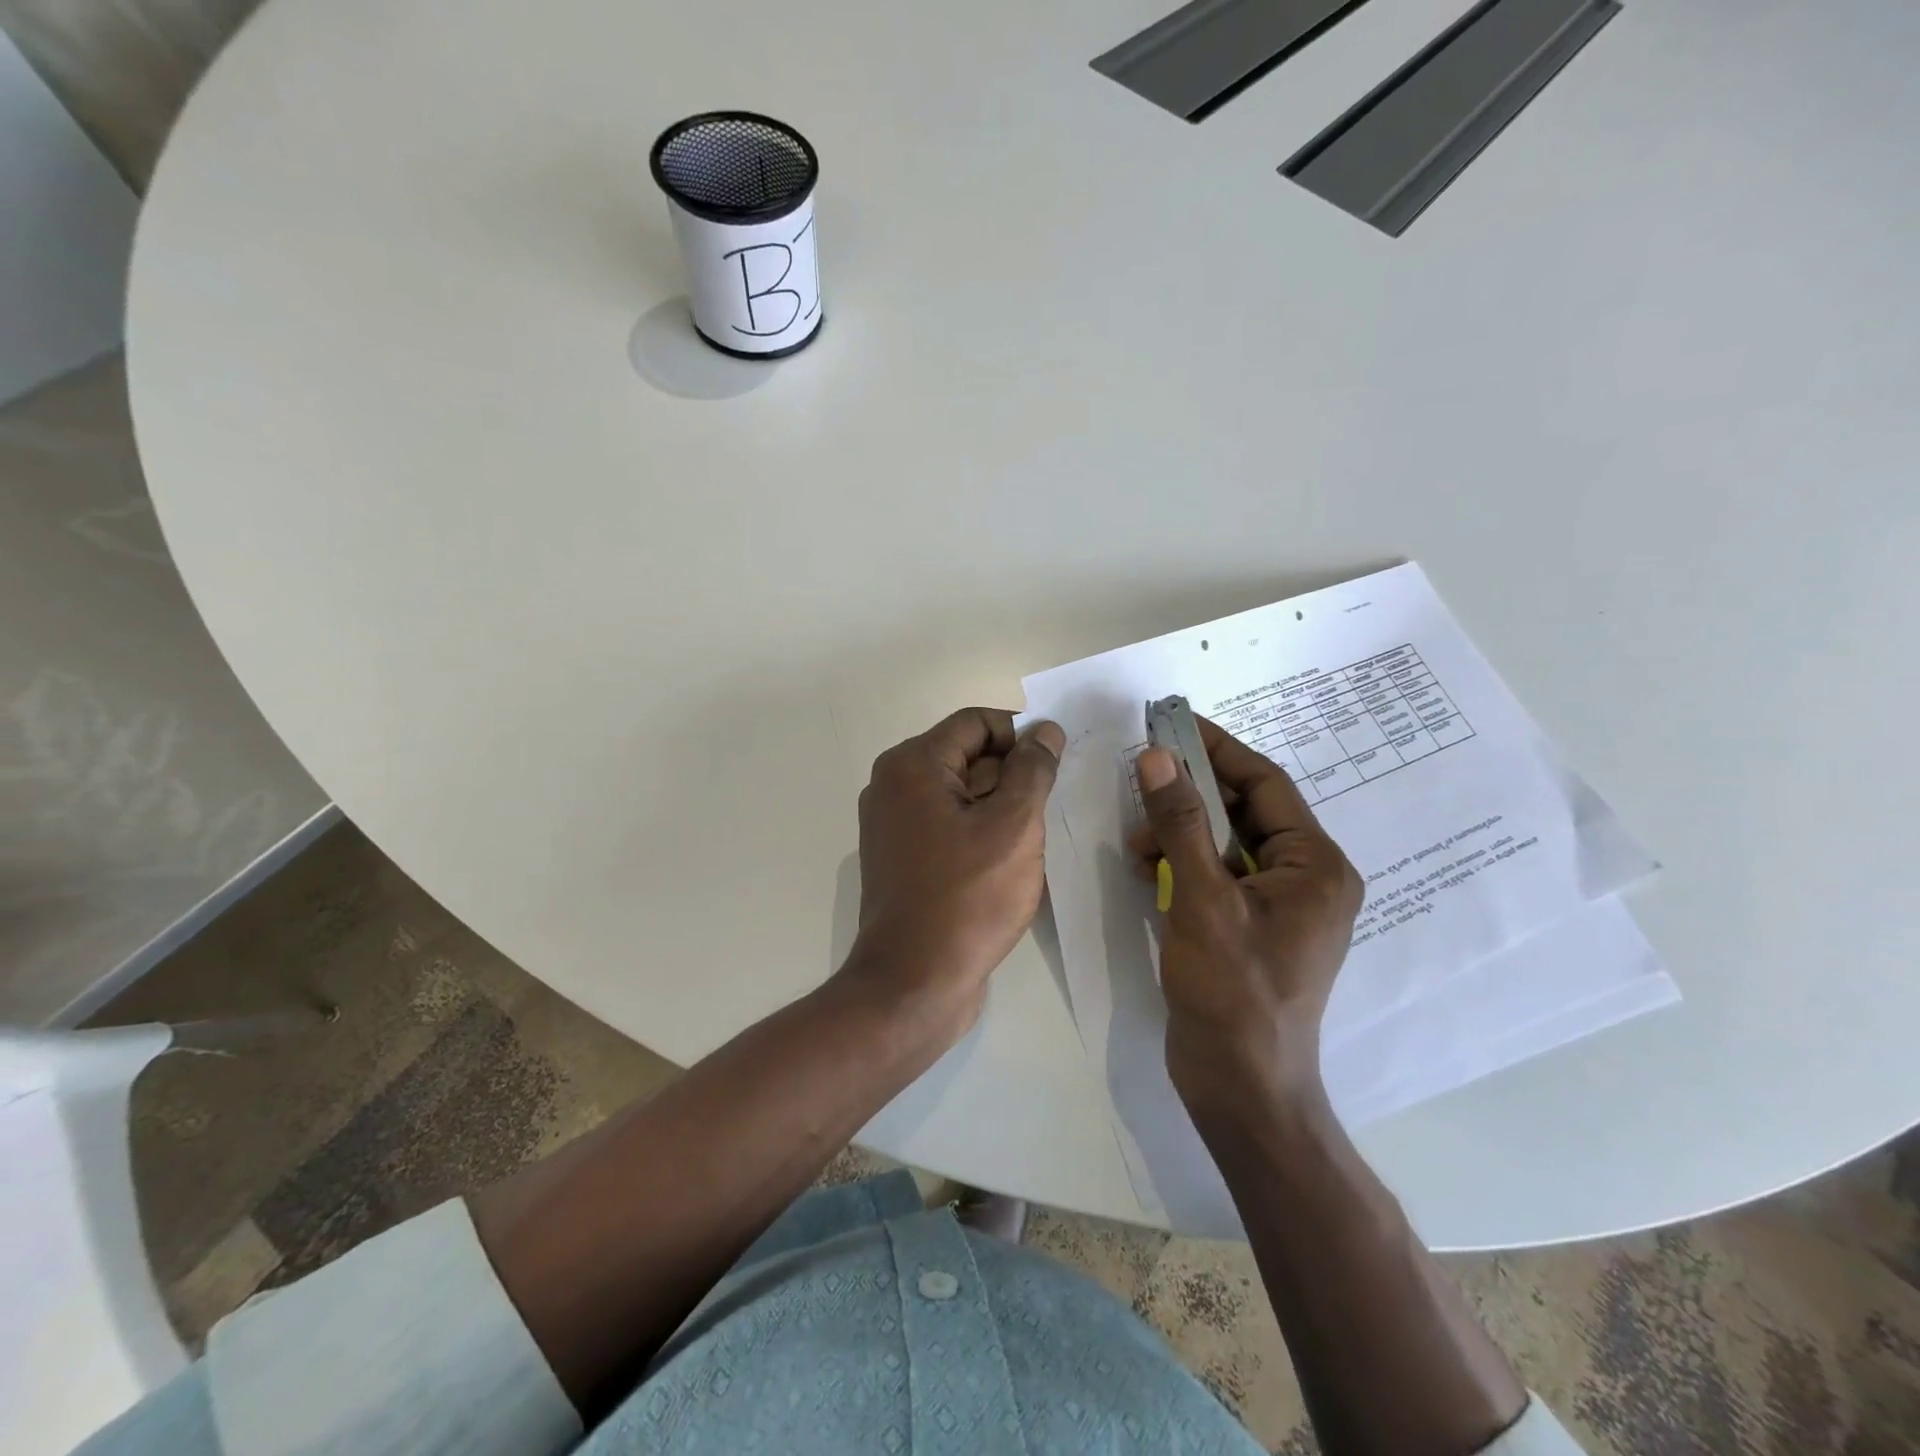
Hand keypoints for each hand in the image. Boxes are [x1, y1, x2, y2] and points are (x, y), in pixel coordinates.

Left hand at [845, 708, 1065, 1037]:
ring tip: (1038, 835)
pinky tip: (1013, 860)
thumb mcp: (1013, 825)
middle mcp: (894, 786)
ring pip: (962, 795)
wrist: (914, 984)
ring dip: (1002, 807)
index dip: (1021, 734)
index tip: (1058, 762)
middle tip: (1053, 803)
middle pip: (967, 757)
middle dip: (1014, 774)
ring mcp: (895, 826)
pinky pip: (950, 827)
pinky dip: (982, 832)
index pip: (976, 723)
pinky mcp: (904, 859)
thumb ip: (1032, 769)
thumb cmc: (967, 898)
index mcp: (912, 765)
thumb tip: (1045, 730)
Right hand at [1129, 718, 1361, 1107]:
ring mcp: (1277, 904)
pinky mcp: (1249, 926)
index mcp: (1315, 864)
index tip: (1171, 724)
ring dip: (1178, 832)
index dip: (1216, 749)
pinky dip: (1181, 863)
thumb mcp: (1200, 898)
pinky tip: (1146, 869)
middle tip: (1141, 776)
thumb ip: (1179, 823)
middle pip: (1243, 810)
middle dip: (1189, 795)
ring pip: (1223, 842)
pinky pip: (1215, 873)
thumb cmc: (1231, 991)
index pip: (1265, 783)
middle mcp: (1305, 877)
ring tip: (1137, 843)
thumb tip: (1156, 757)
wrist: (1239, 1086)